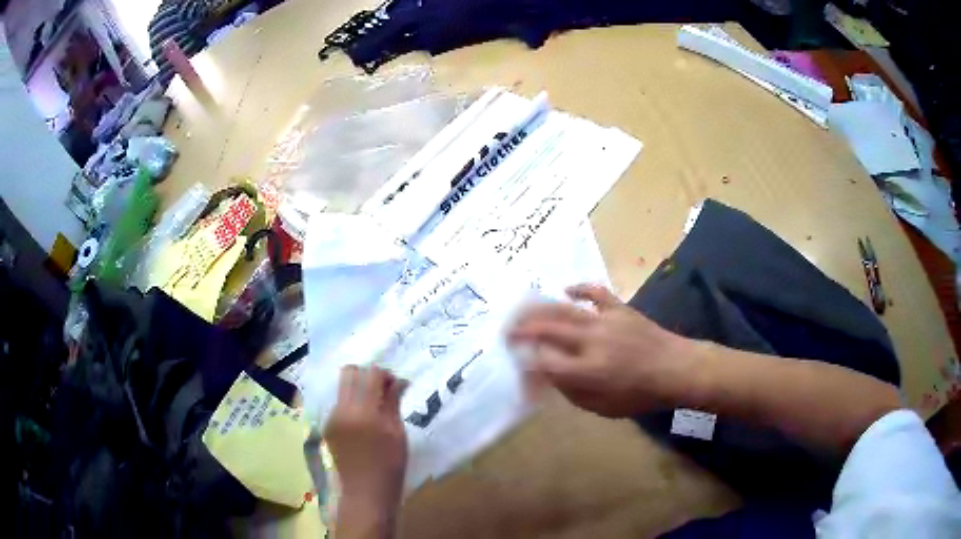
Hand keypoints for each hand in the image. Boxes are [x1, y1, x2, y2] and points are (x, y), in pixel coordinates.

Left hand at [325, 366, 407, 513]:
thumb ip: (393, 403)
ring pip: (342, 387)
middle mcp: (343, 409)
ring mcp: (332, 417)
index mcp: (364, 412)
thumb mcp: (397, 434)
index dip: (386, 375)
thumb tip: (399, 381)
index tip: (397, 387)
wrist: (366, 493)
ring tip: (374, 406)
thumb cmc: (390, 466)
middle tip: (383, 391)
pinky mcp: (328, 426)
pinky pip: (339, 404)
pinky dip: (352, 404)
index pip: (372, 374)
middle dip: (368, 376)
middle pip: (350, 372)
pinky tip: (363, 422)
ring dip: (358, 389)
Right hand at [509, 284, 697, 417]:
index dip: (526, 365)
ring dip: (538, 308)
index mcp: (588, 371)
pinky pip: (595, 292)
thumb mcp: (603, 408)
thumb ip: (571, 392)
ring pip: (564, 309)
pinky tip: (565, 289)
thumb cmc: (640, 395)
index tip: (520, 368)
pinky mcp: (619, 308)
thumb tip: (549, 376)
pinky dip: (578, 288)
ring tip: (520, 309)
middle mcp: (592, 342)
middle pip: (546, 330)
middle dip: (520, 330)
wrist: (676, 369)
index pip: (544, 363)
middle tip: (505, 331)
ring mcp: (605, 321)